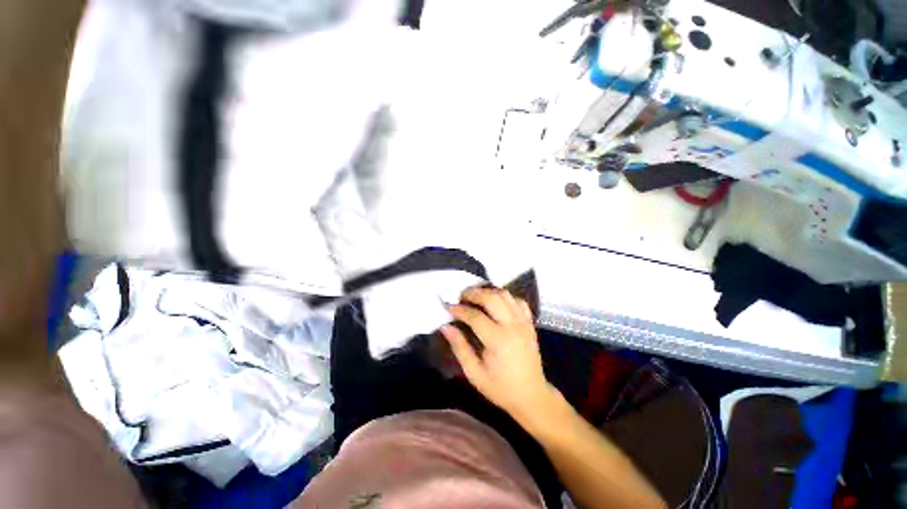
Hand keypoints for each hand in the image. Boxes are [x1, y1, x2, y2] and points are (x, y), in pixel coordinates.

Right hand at [441, 287, 556, 419]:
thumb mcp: (474, 373)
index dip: (459, 309)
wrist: (532, 396)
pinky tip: (496, 303)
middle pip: (491, 298)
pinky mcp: (530, 323)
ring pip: (505, 295)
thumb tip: (445, 326)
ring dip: (488, 292)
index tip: (447, 307)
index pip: (474, 316)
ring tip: (476, 297)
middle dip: (473, 293)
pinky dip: (505, 297)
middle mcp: (512, 326)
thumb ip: (459, 347)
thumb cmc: (500, 388)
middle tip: (461, 297)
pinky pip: (518, 301)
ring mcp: (523, 322)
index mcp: (497, 340)